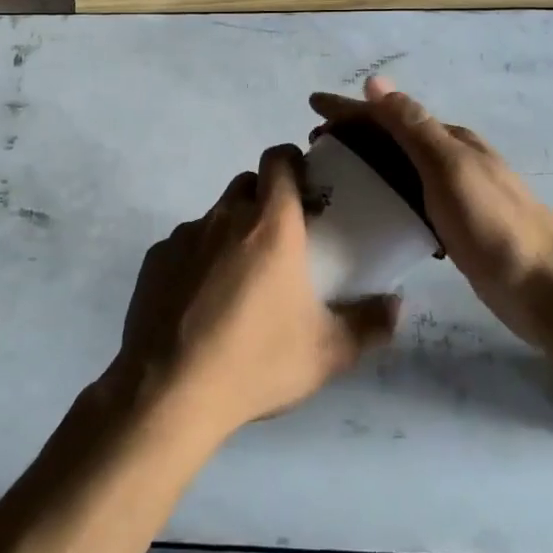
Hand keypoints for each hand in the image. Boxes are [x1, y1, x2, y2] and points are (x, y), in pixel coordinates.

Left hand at [112, 144, 399, 442]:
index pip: (278, 160)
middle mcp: (225, 217)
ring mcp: (185, 235)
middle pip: (247, 184)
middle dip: (265, 199)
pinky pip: (185, 244)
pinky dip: (198, 259)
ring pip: (215, 215)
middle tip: (281, 240)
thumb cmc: (257, 362)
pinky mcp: (155, 258)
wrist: (171, 392)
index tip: (306, 186)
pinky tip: (202, 301)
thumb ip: (370, 324)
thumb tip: (397, 303)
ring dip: (231, 231)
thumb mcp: (328, 353)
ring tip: (240, 278)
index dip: (292, 162)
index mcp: (270, 225)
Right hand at [310, 78, 552, 347]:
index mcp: (449, 141)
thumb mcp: (449, 168)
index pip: (389, 115)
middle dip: (353, 136)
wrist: (548, 290)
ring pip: (400, 171)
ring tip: (333, 178)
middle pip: (393, 140)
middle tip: (315, 147)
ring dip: (367, 166)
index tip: (311, 106)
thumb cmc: (494, 225)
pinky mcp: (456, 228)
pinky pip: (410, 201)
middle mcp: (452, 160)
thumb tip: (376, 82)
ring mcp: (456, 195)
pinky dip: (386, 198)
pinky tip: (371, 214)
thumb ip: (412, 126)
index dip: (349, 109)